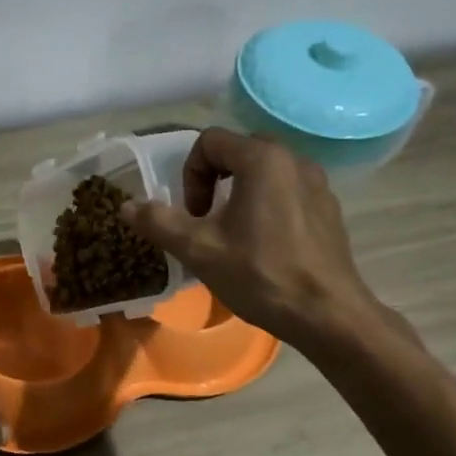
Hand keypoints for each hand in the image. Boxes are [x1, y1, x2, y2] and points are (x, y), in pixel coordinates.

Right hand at [121, 127, 393, 350]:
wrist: (327, 314)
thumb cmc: (260, 275)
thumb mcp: (199, 250)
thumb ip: (159, 222)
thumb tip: (126, 206)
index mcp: (263, 159)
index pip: (210, 141)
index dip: (190, 175)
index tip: (193, 214)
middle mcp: (294, 159)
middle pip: (239, 150)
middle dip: (213, 179)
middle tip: (206, 219)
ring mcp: (318, 183)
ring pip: (265, 171)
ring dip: (239, 192)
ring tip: (233, 234)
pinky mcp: (329, 207)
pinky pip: (288, 190)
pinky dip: (267, 204)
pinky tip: (264, 246)